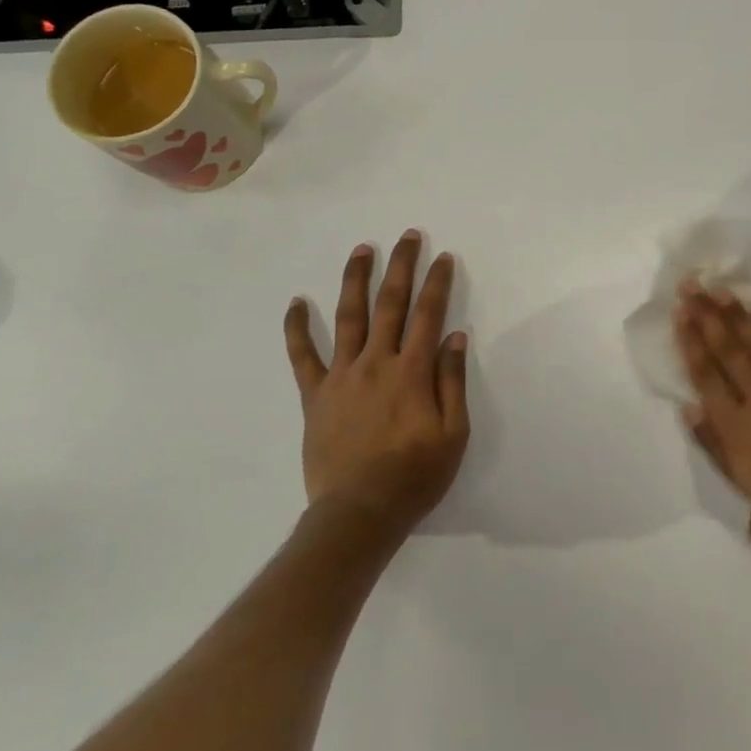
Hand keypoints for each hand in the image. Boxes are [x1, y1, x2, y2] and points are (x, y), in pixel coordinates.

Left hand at [284, 232, 469, 535]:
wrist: (359, 513)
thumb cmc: (414, 476)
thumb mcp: (452, 434)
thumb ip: (452, 382)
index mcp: (411, 372)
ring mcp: (342, 376)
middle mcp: (376, 363)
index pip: (427, 314)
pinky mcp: (315, 395)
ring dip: (355, 280)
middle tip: (407, 236)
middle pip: (389, 304)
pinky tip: (295, 303)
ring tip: (361, 250)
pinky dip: (297, 328)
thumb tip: (455, 336)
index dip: (437, 283)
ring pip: (348, 317)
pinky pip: (302, 356)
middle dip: (401, 266)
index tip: (443, 257)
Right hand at [676, 284, 750, 575]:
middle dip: (707, 315)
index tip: (680, 313)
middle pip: (729, 350)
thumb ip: (713, 445)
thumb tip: (691, 405)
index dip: (690, 341)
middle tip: (692, 286)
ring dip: (740, 316)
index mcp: (735, 428)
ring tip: (722, 290)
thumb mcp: (739, 490)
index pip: (705, 374)